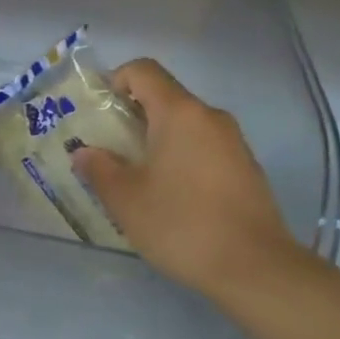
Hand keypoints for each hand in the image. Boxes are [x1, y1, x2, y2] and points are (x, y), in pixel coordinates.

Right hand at [72, 59, 314, 309]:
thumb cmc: (181, 224)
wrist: (254, 267)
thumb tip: (85, 153)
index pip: (144, 71)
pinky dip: (180, 157)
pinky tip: (169, 195)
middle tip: (106, 149)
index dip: (115, 80)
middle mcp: (210, 117)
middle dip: (131, 116)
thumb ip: (100, 169)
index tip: (97, 112)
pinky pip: (203, 147)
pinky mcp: (245, 168)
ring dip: (155, 140)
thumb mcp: (126, 200)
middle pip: (164, 98)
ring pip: (185, 125)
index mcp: (179, 113)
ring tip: (134, 176)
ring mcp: (233, 142)